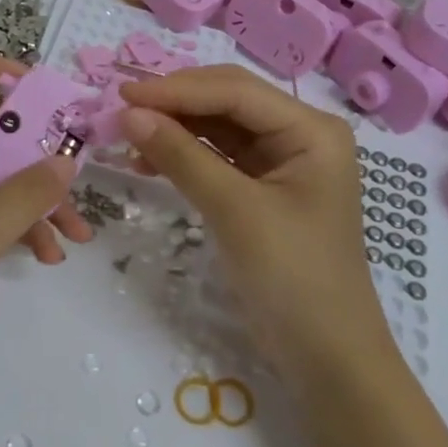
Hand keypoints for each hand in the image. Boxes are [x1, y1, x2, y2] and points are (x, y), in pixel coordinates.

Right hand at [118, 65, 386, 379]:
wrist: (326, 357)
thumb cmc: (293, 277)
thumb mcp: (235, 211)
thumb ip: (182, 156)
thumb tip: (128, 114)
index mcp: (311, 130)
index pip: (235, 92)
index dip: (177, 89)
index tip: (123, 93)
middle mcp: (299, 134)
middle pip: (227, 100)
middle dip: (175, 103)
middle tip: (121, 109)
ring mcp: (282, 161)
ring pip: (219, 127)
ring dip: (175, 127)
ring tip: (127, 135)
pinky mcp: (263, 188)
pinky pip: (218, 156)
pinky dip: (184, 155)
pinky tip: (148, 160)